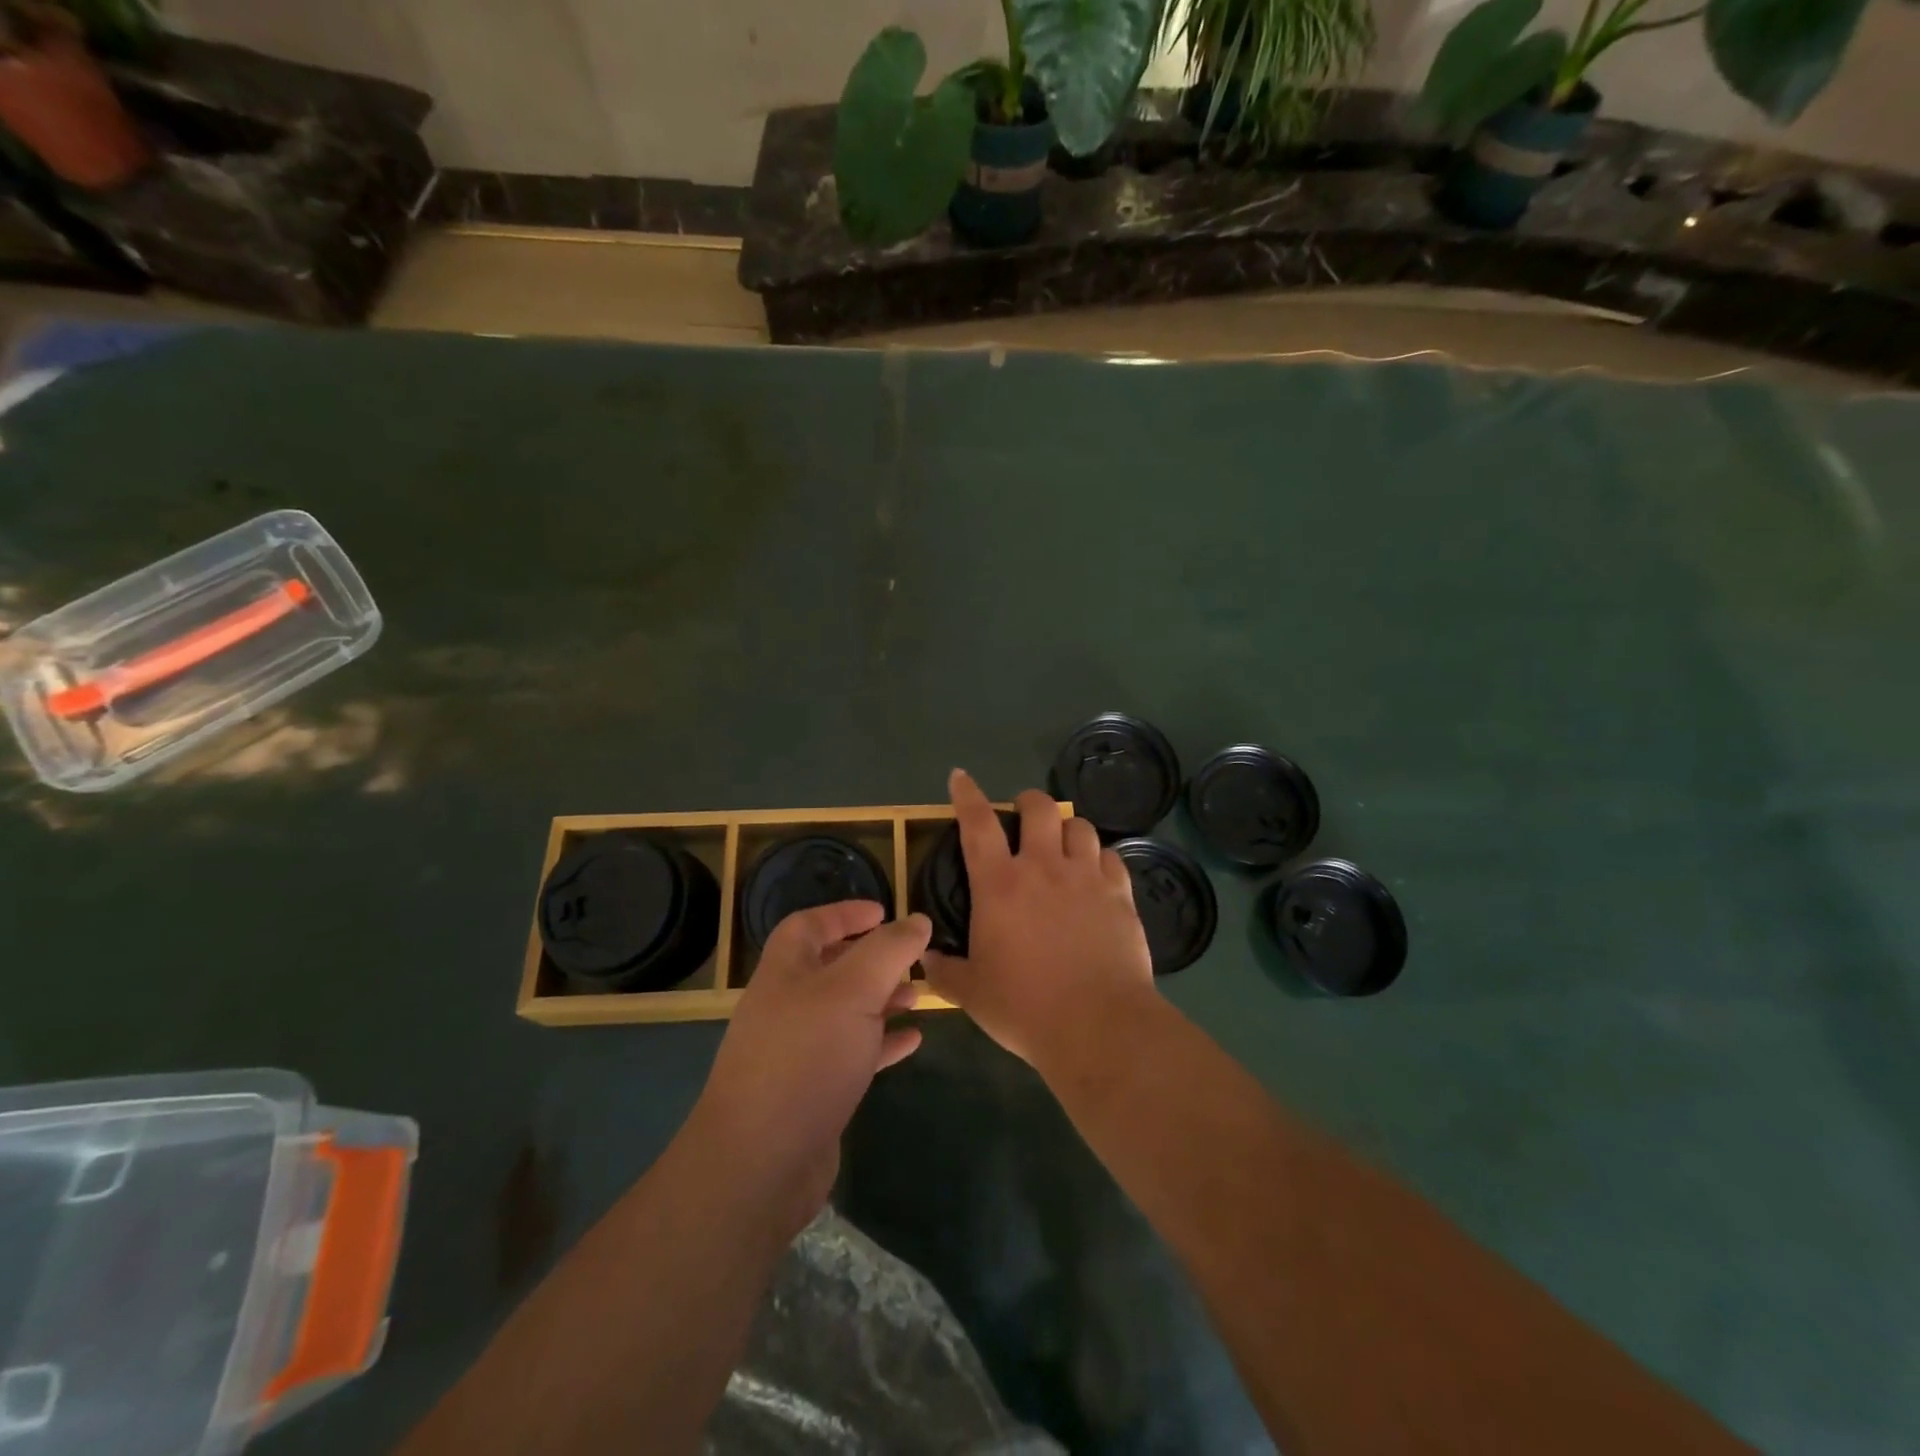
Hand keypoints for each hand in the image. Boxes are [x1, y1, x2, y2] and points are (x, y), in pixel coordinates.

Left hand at [688, 901, 926, 1237]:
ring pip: (845, 1011)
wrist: (761, 1163)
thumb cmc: (806, 1058)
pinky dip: (881, 1042)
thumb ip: (889, 950)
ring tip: (918, 996)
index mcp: (785, 972)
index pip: (809, 925)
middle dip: (872, 959)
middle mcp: (787, 1006)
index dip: (845, 912)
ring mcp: (797, 1052)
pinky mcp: (812, 1092)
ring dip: (881, 999)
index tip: (884, 911)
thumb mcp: (854, 990)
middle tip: (912, 958)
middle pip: (830, 967)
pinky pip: (852, 1054)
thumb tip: (918, 920)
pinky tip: (912, 1041)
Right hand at [923, 768, 1155, 1070]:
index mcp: (999, 884)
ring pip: (1080, 826)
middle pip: (1039, 808)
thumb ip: (944, 971)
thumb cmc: (1025, 1007)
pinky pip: (1111, 857)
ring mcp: (1086, 877)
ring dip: (1067, 828)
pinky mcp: (1120, 894)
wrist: (1098, 1026)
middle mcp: (1043, 867)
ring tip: (1062, 843)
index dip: (967, 795)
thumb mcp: (972, 993)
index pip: (978, 823)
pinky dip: (1100, 858)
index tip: (960, 777)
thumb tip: (925, 958)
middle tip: (1023, 815)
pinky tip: (1096, 874)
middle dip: (1028, 802)